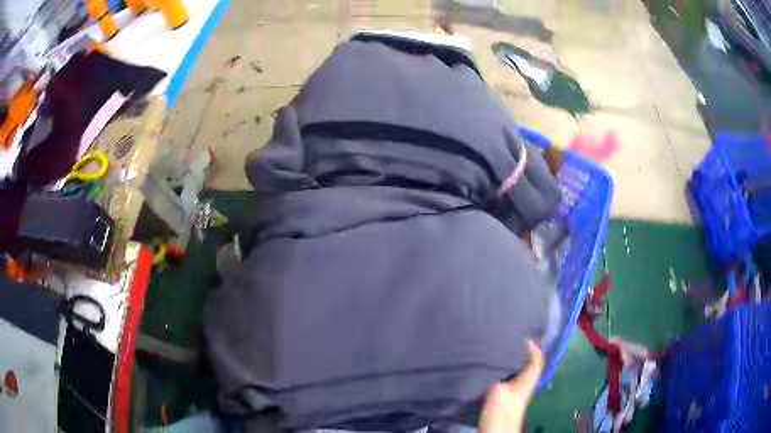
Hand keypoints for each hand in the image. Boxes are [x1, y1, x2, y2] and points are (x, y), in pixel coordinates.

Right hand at [479, 340, 543, 432]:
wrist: (497, 432)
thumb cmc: (501, 412)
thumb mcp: (497, 391)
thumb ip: (497, 374)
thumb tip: (493, 359)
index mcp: (527, 381)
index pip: (537, 359)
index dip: (533, 347)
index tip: (520, 336)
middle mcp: (524, 385)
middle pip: (526, 365)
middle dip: (518, 353)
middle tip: (504, 341)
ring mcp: (514, 393)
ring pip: (515, 372)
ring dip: (508, 363)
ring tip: (495, 352)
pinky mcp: (504, 399)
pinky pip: (505, 380)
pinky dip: (500, 373)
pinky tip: (488, 371)